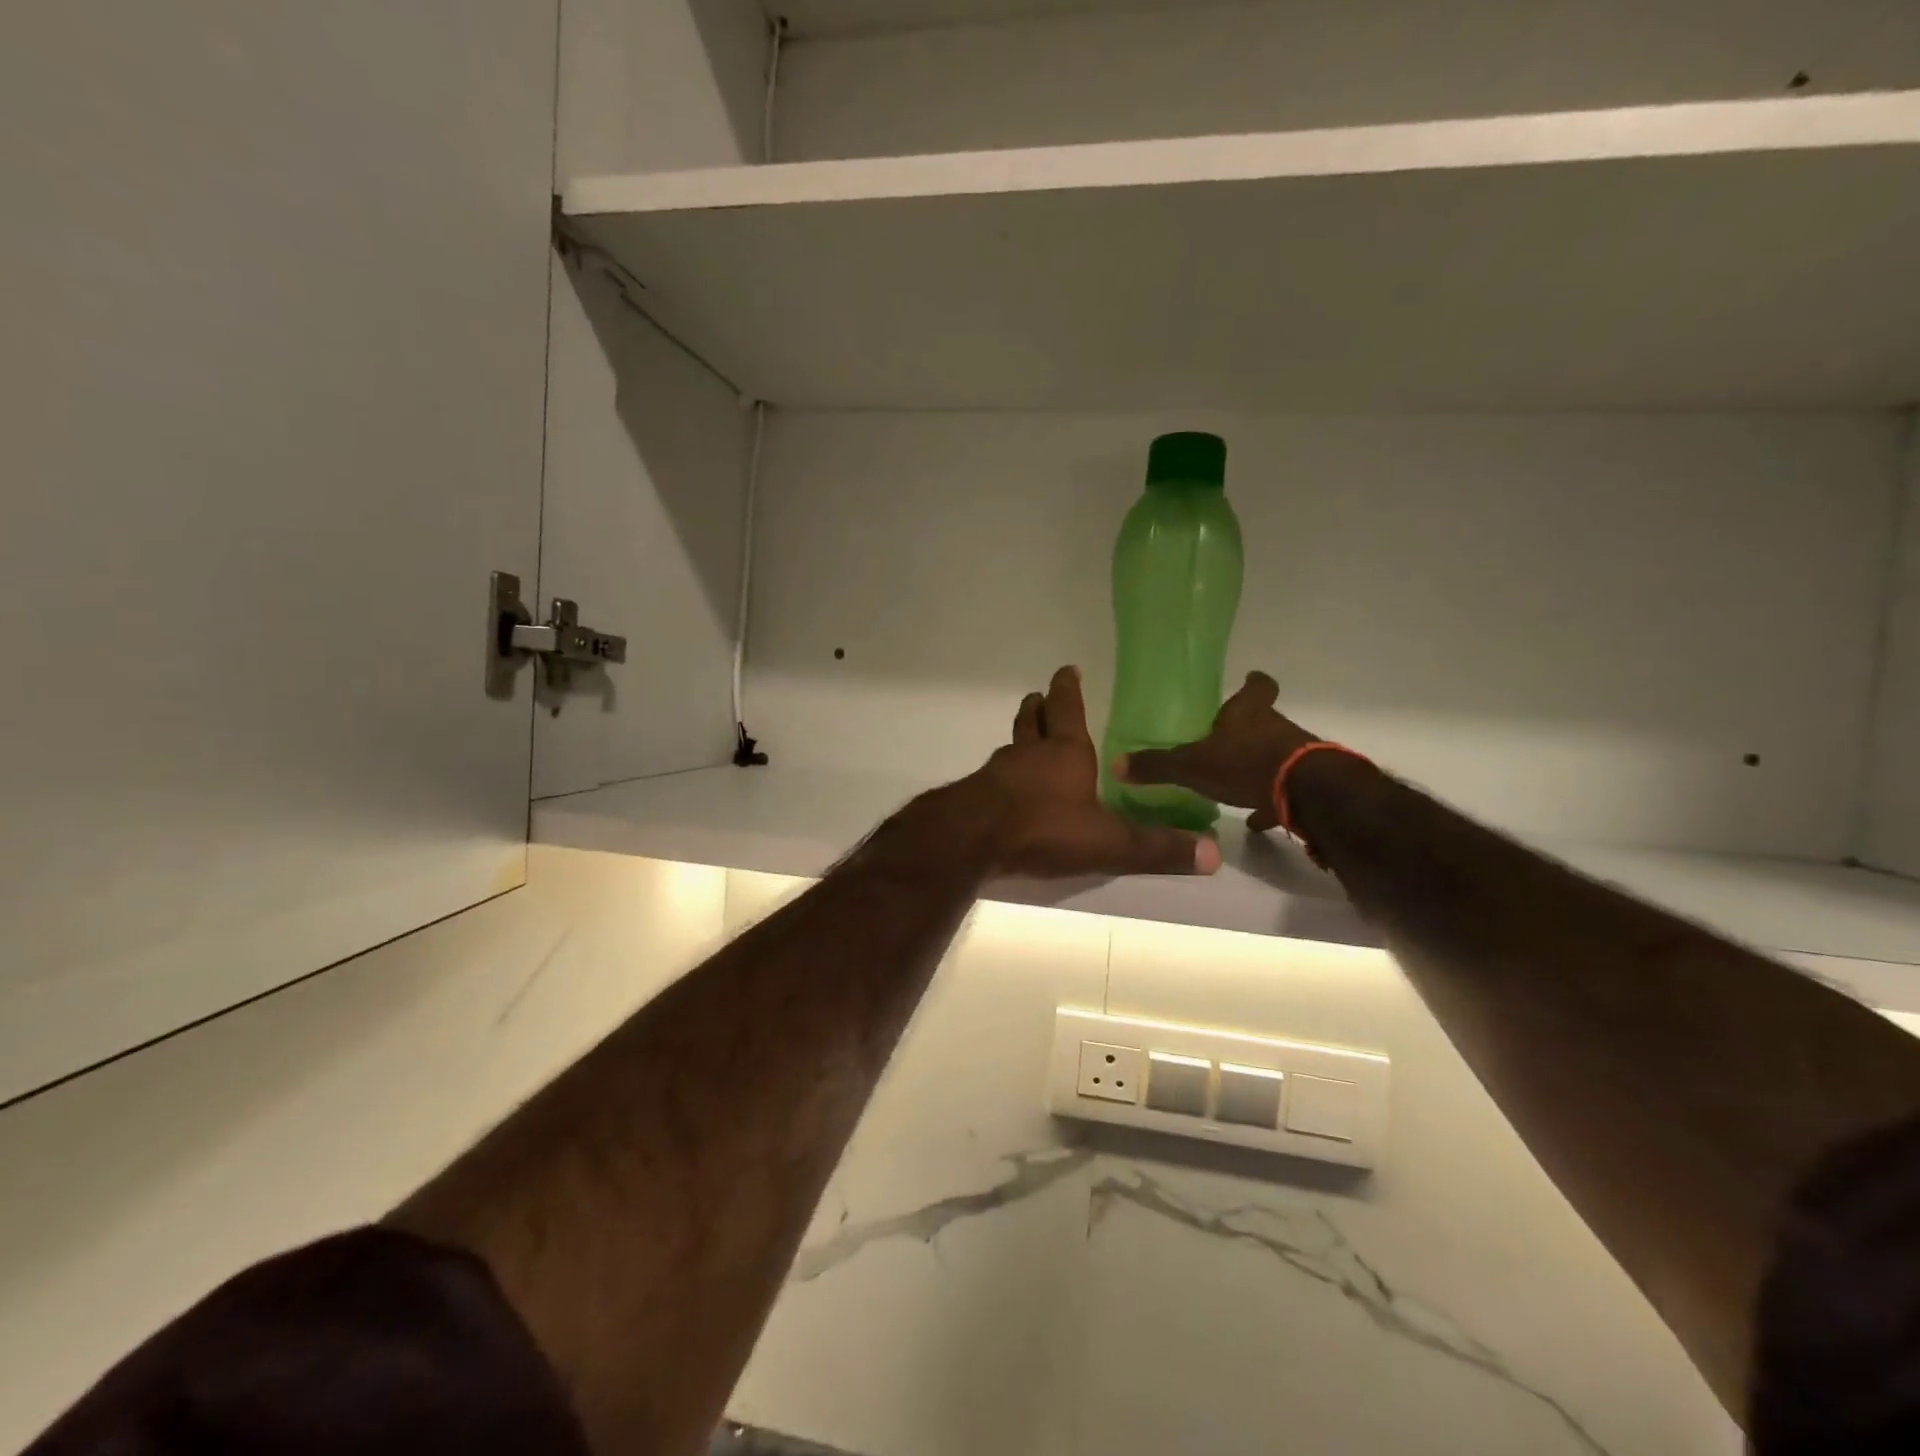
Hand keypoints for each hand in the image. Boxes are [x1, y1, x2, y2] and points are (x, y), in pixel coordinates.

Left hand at [967, 666, 1220, 878]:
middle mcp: (1029, 753)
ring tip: (1025, 741)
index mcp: (1065, 751)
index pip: (1068, 709)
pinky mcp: (975, 794)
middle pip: (1032, 720)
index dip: (1068, 688)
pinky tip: (1005, 789)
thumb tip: (1213, 855)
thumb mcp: (1108, 842)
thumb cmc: (1044, 827)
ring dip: (1020, 738)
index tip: (1067, 670)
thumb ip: (1155, 848)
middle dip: (1039, 708)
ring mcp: (998, 772)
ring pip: (1011, 746)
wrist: (972, 838)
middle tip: (1040, 698)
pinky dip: (1003, 775)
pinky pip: (993, 776)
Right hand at [1114, 671, 1317, 831]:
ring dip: (1256, 764)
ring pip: (1273, 753)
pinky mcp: (1305, 784)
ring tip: (1234, 783)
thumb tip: (1117, 764)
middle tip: (1224, 740)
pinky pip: (1283, 789)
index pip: (1257, 687)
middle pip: (1264, 720)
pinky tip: (1255, 818)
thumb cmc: (1244, 764)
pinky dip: (1270, 800)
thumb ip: (1156, 765)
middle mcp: (1274, 727)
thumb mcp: (1191, 766)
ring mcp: (1294, 755)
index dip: (1253, 683)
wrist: (1304, 793)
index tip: (1250, 679)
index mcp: (1248, 713)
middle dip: (1246, 729)